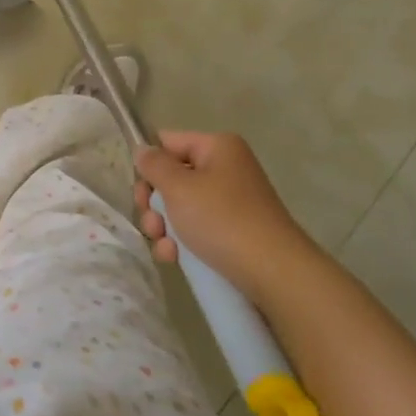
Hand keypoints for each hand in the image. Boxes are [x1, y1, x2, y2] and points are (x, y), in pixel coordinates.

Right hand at [133, 131, 323, 301]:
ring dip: (164, 226)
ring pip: (180, 206)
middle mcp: (226, 169)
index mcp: (218, 147)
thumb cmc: (222, 220)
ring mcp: (231, 201)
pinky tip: (174, 258)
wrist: (274, 273)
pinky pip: (196, 228)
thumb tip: (142, 150)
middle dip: (154, 203)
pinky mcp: (233, 231)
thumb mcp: (179, 188)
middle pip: (172, 177)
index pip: (167, 142)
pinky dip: (181, 241)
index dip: (149, 164)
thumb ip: (154, 165)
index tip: (141, 192)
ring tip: (165, 245)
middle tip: (152, 223)